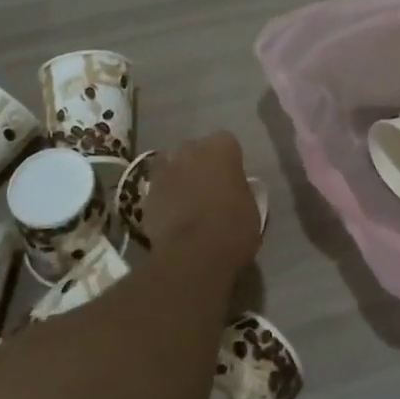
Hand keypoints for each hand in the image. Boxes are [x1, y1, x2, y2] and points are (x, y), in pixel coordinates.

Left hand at [140, 132, 262, 277]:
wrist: (193, 255)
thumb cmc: (232, 228)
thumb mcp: (252, 208)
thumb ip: (241, 190)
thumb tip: (234, 191)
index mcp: (221, 149)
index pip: (227, 143)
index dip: (229, 160)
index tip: (233, 178)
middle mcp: (190, 151)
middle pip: (195, 150)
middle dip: (200, 164)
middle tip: (210, 189)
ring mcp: (165, 171)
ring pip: (173, 168)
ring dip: (180, 180)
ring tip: (188, 204)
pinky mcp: (147, 195)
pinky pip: (160, 191)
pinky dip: (165, 200)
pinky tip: (173, 219)